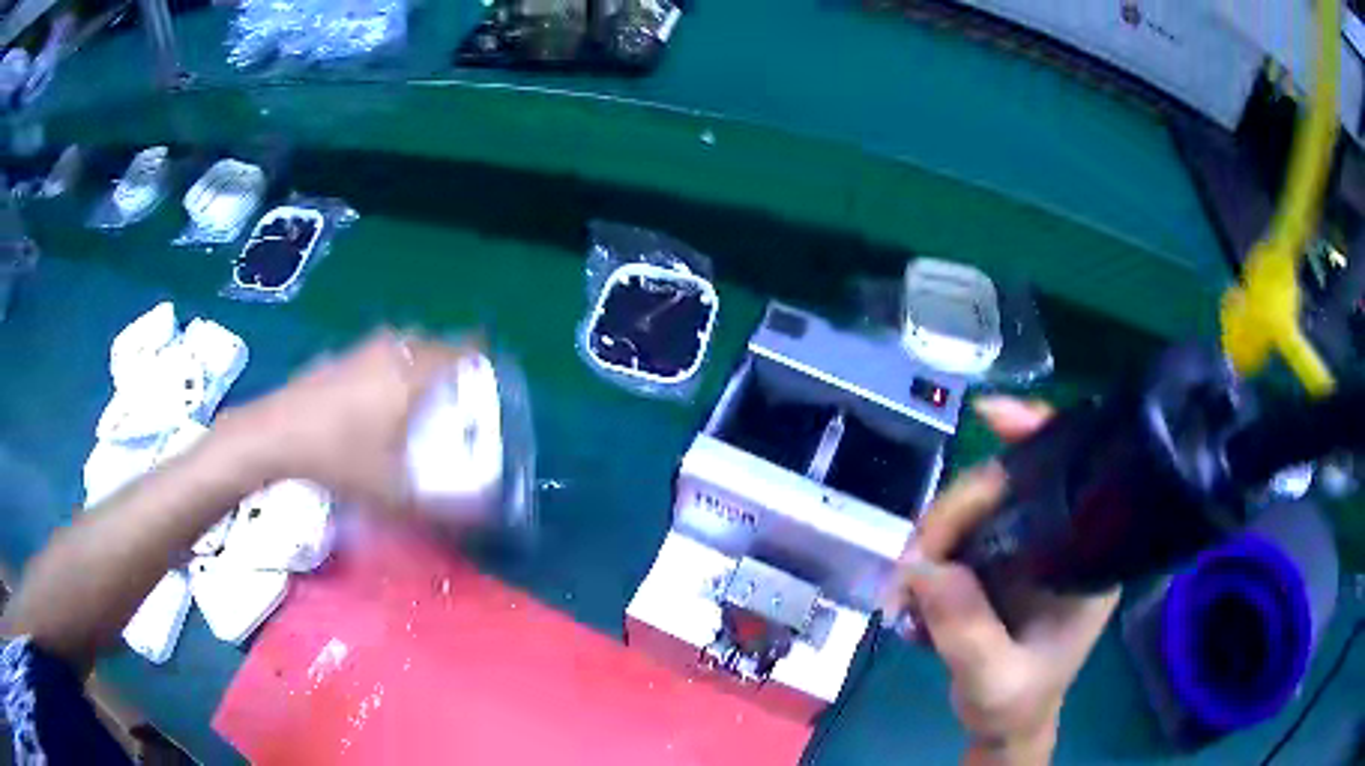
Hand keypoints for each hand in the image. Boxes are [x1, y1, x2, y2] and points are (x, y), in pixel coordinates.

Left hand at [217, 329, 474, 510]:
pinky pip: (375, 353)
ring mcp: (359, 351)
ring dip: (414, 363)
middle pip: (433, 343)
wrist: (273, 436)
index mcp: (412, 374)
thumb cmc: (338, 458)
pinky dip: (384, 368)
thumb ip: (441, 509)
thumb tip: (483, 518)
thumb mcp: (392, 495)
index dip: (482, 360)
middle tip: (452, 397)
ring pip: (401, 345)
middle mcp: (390, 352)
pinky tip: (369, 403)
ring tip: (414, 398)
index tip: (488, 381)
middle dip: (448, 364)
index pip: (463, 349)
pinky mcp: (334, 357)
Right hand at [883, 396, 1119, 765]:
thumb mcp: (994, 679)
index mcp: (1087, 558)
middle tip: (912, 563)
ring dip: (933, 536)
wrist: (1004, 723)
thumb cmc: (1015, 702)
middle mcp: (1061, 540)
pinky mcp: (996, 561)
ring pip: (976, 508)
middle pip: (1008, 488)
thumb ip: (966, 629)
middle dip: (954, 513)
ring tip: (904, 586)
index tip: (991, 418)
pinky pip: (959, 534)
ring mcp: (1026, 548)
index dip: (1035, 436)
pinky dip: (928, 553)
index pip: (1072, 476)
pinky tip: (912, 586)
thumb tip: (923, 566)